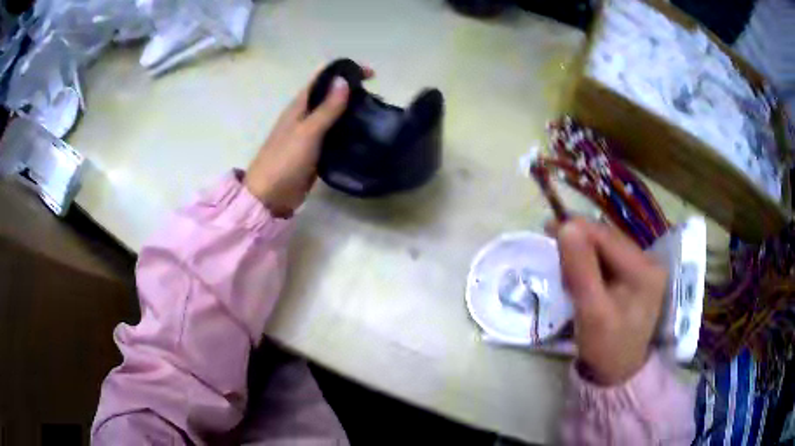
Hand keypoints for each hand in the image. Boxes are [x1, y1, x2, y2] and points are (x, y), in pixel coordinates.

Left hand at [244, 66, 373, 216]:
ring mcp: (310, 133)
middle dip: (354, 91)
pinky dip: (349, 131)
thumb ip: (326, 108)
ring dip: (353, 111)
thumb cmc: (285, 161)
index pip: (324, 77)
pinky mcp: (316, 151)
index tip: (371, 74)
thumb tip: (344, 80)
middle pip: (331, 94)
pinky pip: (335, 135)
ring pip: (335, 115)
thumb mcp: (307, 132)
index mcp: (300, 104)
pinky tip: (364, 135)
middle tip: (378, 98)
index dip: (346, 70)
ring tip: (376, 114)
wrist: (270, 196)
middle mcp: (306, 115)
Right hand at [547, 218, 666, 385]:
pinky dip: (589, 264)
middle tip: (553, 253)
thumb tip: (566, 227)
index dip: (576, 229)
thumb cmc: (606, 347)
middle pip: (607, 239)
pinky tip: (580, 276)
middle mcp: (648, 262)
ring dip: (583, 253)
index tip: (546, 229)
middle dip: (579, 243)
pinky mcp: (635, 277)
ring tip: (565, 270)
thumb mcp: (592, 312)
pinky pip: (608, 260)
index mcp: (645, 270)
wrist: (617, 373)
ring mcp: (643, 269)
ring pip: (606, 248)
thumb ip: (581, 270)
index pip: (607, 237)